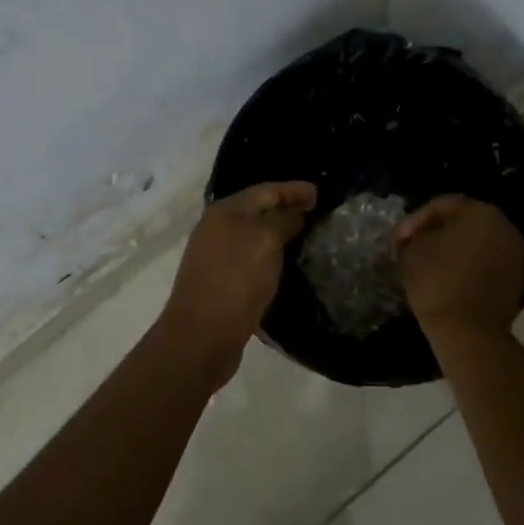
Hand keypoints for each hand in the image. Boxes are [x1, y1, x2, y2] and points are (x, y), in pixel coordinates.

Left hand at [157, 181, 316, 380]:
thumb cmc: (236, 279)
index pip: (265, 190)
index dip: (293, 189)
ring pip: (253, 237)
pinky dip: (269, 257)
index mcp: (224, 212)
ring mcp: (214, 257)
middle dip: (285, 209)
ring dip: (277, 235)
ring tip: (305, 238)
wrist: (203, 335)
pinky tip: (284, 266)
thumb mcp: (266, 241)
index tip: (321, 193)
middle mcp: (215, 229)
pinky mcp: (219, 283)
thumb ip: (283, 220)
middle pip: (256, 211)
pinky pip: (250, 260)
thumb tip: (295, 213)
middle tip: (315, 213)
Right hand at [396, 195, 523, 339]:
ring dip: (453, 248)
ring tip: (430, 264)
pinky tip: (449, 278)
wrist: (470, 332)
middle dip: (437, 231)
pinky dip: (467, 265)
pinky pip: (486, 262)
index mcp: (480, 212)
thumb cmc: (437, 283)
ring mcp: (514, 253)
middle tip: (413, 246)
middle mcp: (503, 226)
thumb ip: (412, 236)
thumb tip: (415, 237)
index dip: (415, 219)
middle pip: (463, 220)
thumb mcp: (411, 252)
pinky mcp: (516, 279)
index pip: (442, 205)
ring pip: (476, 242)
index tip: (398, 239)